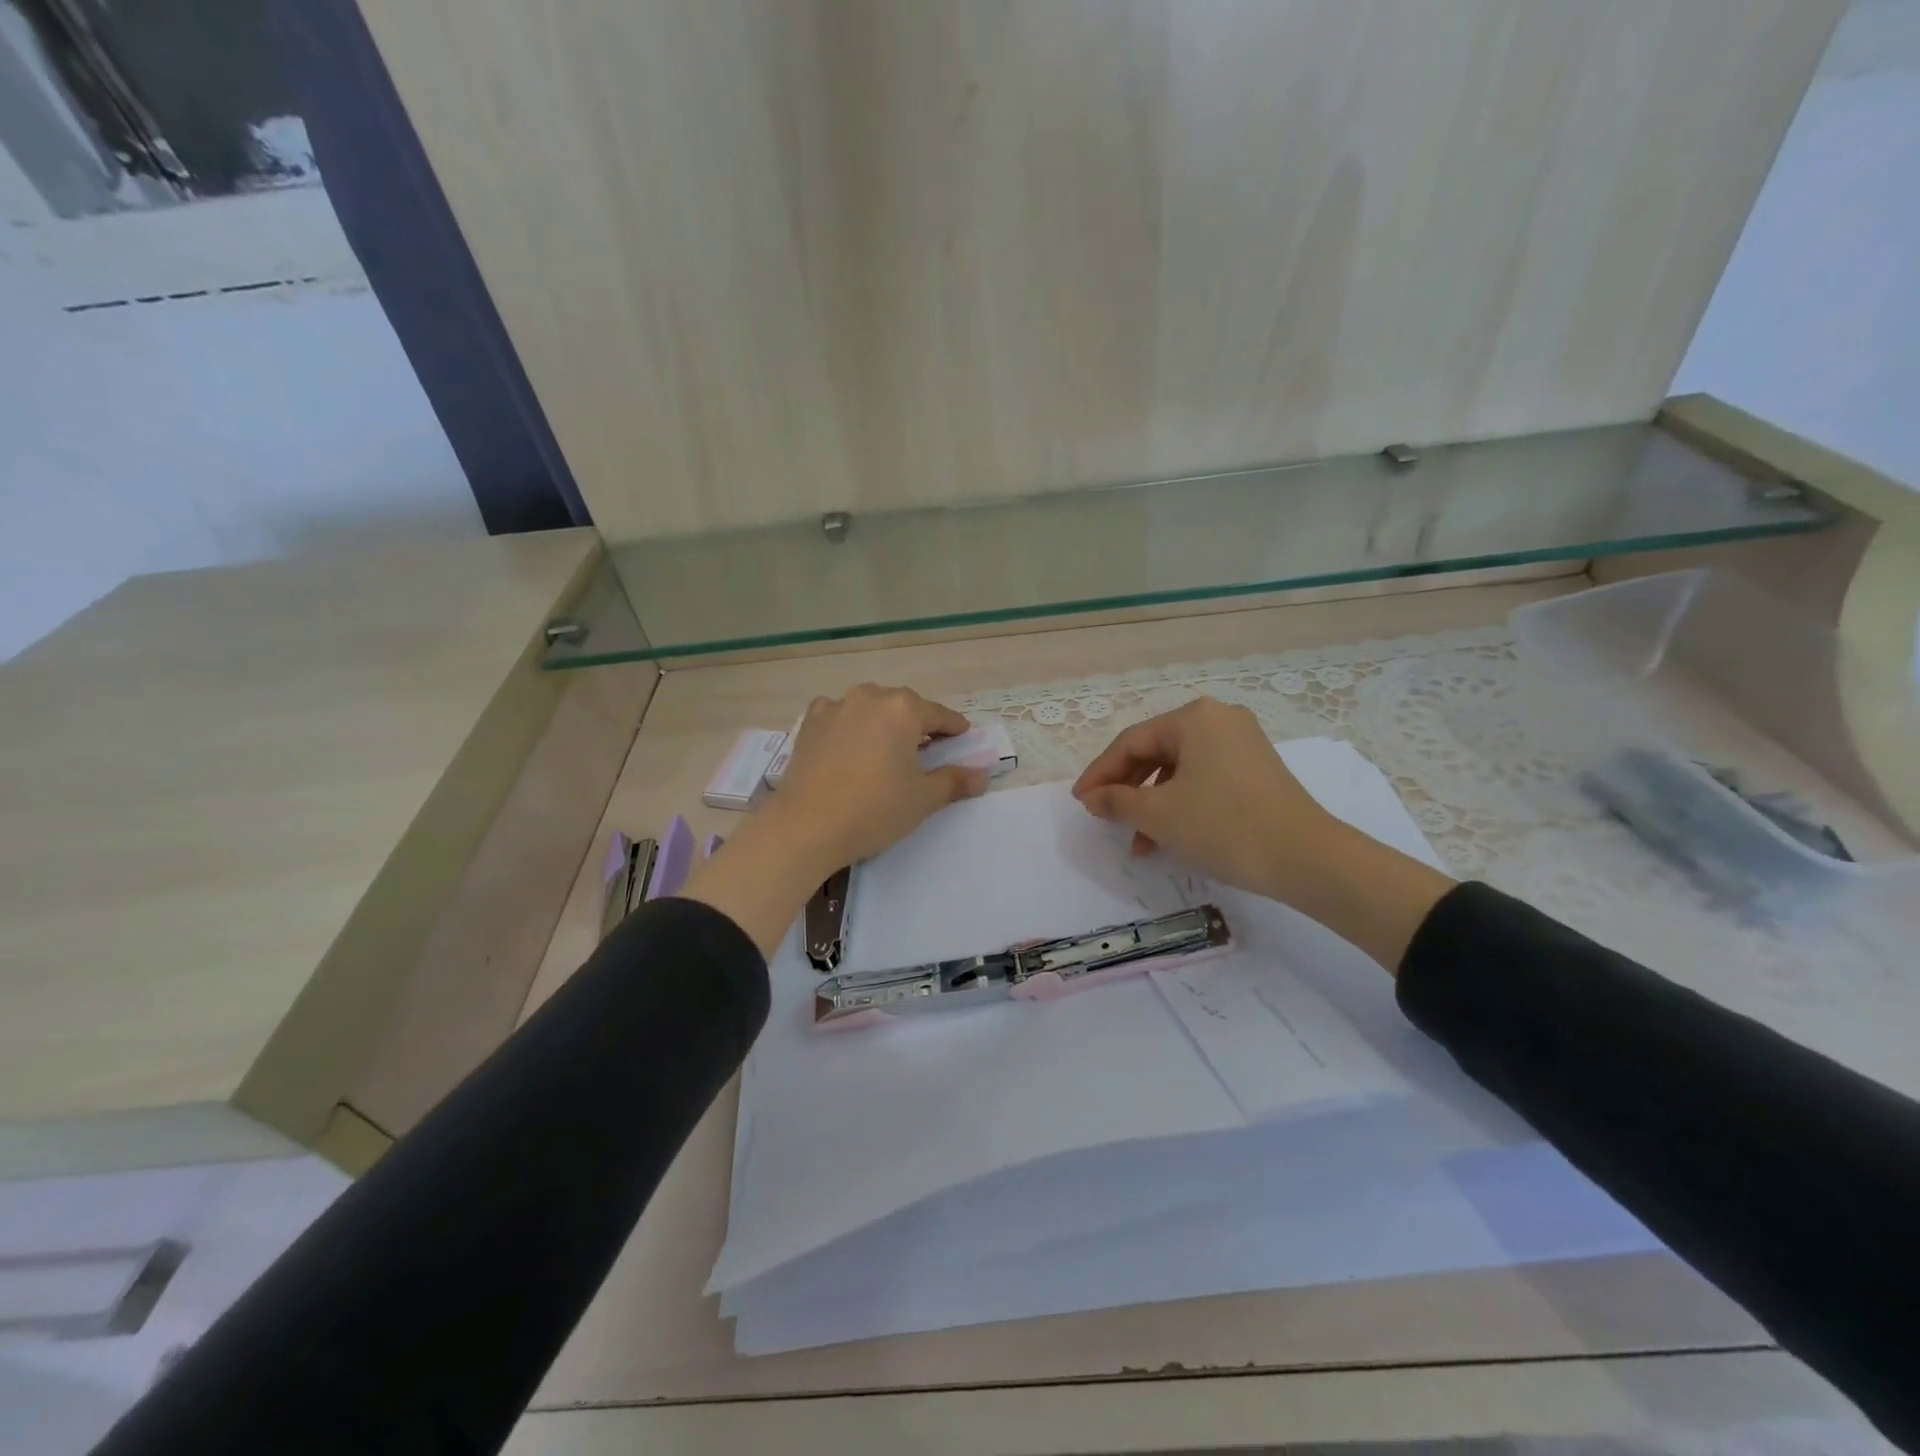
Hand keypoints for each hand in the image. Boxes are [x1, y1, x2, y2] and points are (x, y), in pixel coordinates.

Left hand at [681, 685, 987, 957]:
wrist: (805, 826)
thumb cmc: (873, 809)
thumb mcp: (923, 799)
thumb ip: (955, 781)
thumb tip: (982, 775)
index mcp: (903, 709)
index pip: (939, 716)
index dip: (955, 729)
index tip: (963, 739)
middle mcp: (870, 697)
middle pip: (904, 706)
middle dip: (918, 724)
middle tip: (928, 749)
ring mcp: (835, 707)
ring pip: (870, 707)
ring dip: (884, 722)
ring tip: (888, 747)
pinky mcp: (809, 723)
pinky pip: (840, 716)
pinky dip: (851, 725)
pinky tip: (851, 745)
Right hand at [1072, 698, 1453, 970]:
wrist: (1307, 858)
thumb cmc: (1223, 826)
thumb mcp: (1159, 814)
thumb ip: (1117, 801)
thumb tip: (1093, 797)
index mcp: (1193, 718)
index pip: (1131, 742)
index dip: (1099, 773)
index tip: (1080, 801)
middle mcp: (1219, 719)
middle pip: (1155, 752)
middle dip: (1126, 789)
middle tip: (1104, 817)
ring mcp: (1242, 743)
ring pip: (1178, 770)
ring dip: (1151, 803)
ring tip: (1136, 841)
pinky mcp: (1256, 770)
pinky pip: (1203, 779)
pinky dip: (1180, 804)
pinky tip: (1167, 837)